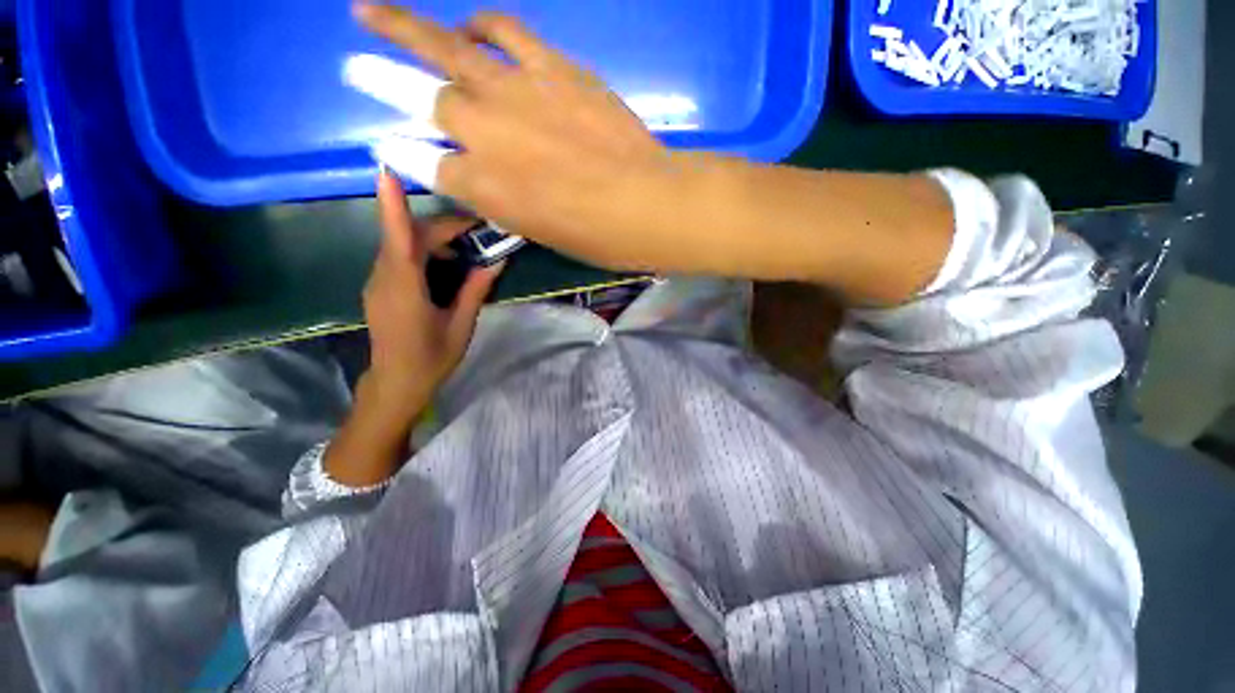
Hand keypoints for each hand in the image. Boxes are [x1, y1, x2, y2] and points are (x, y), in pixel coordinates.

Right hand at [354, 4, 712, 273]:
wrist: (645, 204)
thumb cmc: (596, 236)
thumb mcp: (541, 233)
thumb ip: (504, 203)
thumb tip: (478, 179)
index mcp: (484, 190)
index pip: (428, 167)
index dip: (406, 154)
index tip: (387, 143)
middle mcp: (485, 136)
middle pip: (421, 102)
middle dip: (380, 85)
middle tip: (353, 71)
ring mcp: (516, 93)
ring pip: (445, 49)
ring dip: (403, 28)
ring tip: (370, 12)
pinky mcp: (551, 68)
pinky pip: (503, 30)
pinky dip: (481, 23)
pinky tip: (470, 23)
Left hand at [363, 171, 502, 422]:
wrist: (396, 383)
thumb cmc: (431, 358)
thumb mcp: (460, 326)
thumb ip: (474, 291)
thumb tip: (495, 261)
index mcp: (404, 289)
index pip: (398, 239)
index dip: (392, 205)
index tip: (387, 171)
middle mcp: (384, 278)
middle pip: (407, 237)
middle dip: (441, 227)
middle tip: (478, 229)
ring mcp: (378, 282)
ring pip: (402, 246)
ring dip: (434, 239)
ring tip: (467, 248)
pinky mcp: (380, 288)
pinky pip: (399, 259)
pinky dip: (424, 252)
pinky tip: (447, 265)